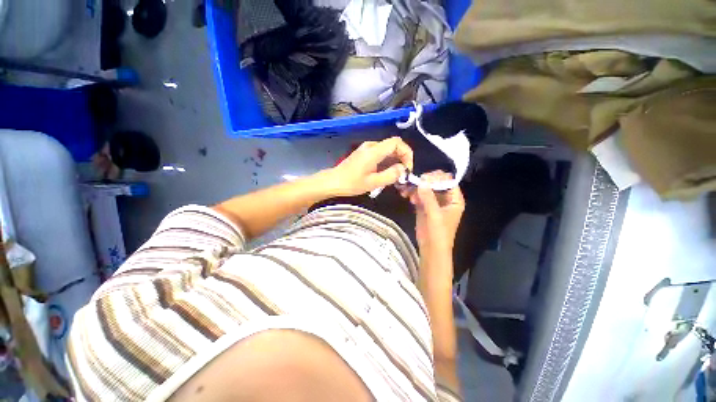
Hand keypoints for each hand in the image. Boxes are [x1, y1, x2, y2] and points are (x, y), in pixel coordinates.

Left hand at [323, 137, 412, 196]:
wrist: (333, 182)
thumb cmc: (351, 183)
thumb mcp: (373, 183)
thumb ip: (390, 175)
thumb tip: (402, 169)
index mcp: (373, 151)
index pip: (396, 142)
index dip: (406, 152)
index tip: (408, 167)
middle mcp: (371, 146)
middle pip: (393, 145)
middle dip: (402, 158)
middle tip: (403, 174)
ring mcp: (366, 148)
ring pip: (387, 150)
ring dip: (395, 161)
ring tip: (396, 176)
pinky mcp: (364, 153)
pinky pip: (380, 153)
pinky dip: (387, 161)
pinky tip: (386, 173)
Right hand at [398, 171, 464, 252]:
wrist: (431, 249)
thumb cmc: (439, 233)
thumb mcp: (435, 215)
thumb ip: (429, 198)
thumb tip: (421, 181)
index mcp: (454, 199)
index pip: (448, 181)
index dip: (437, 177)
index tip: (424, 178)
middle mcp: (445, 198)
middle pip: (435, 183)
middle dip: (424, 182)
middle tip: (414, 183)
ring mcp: (434, 202)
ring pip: (426, 189)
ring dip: (417, 188)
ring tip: (408, 193)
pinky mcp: (424, 207)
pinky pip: (419, 196)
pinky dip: (413, 194)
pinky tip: (408, 197)